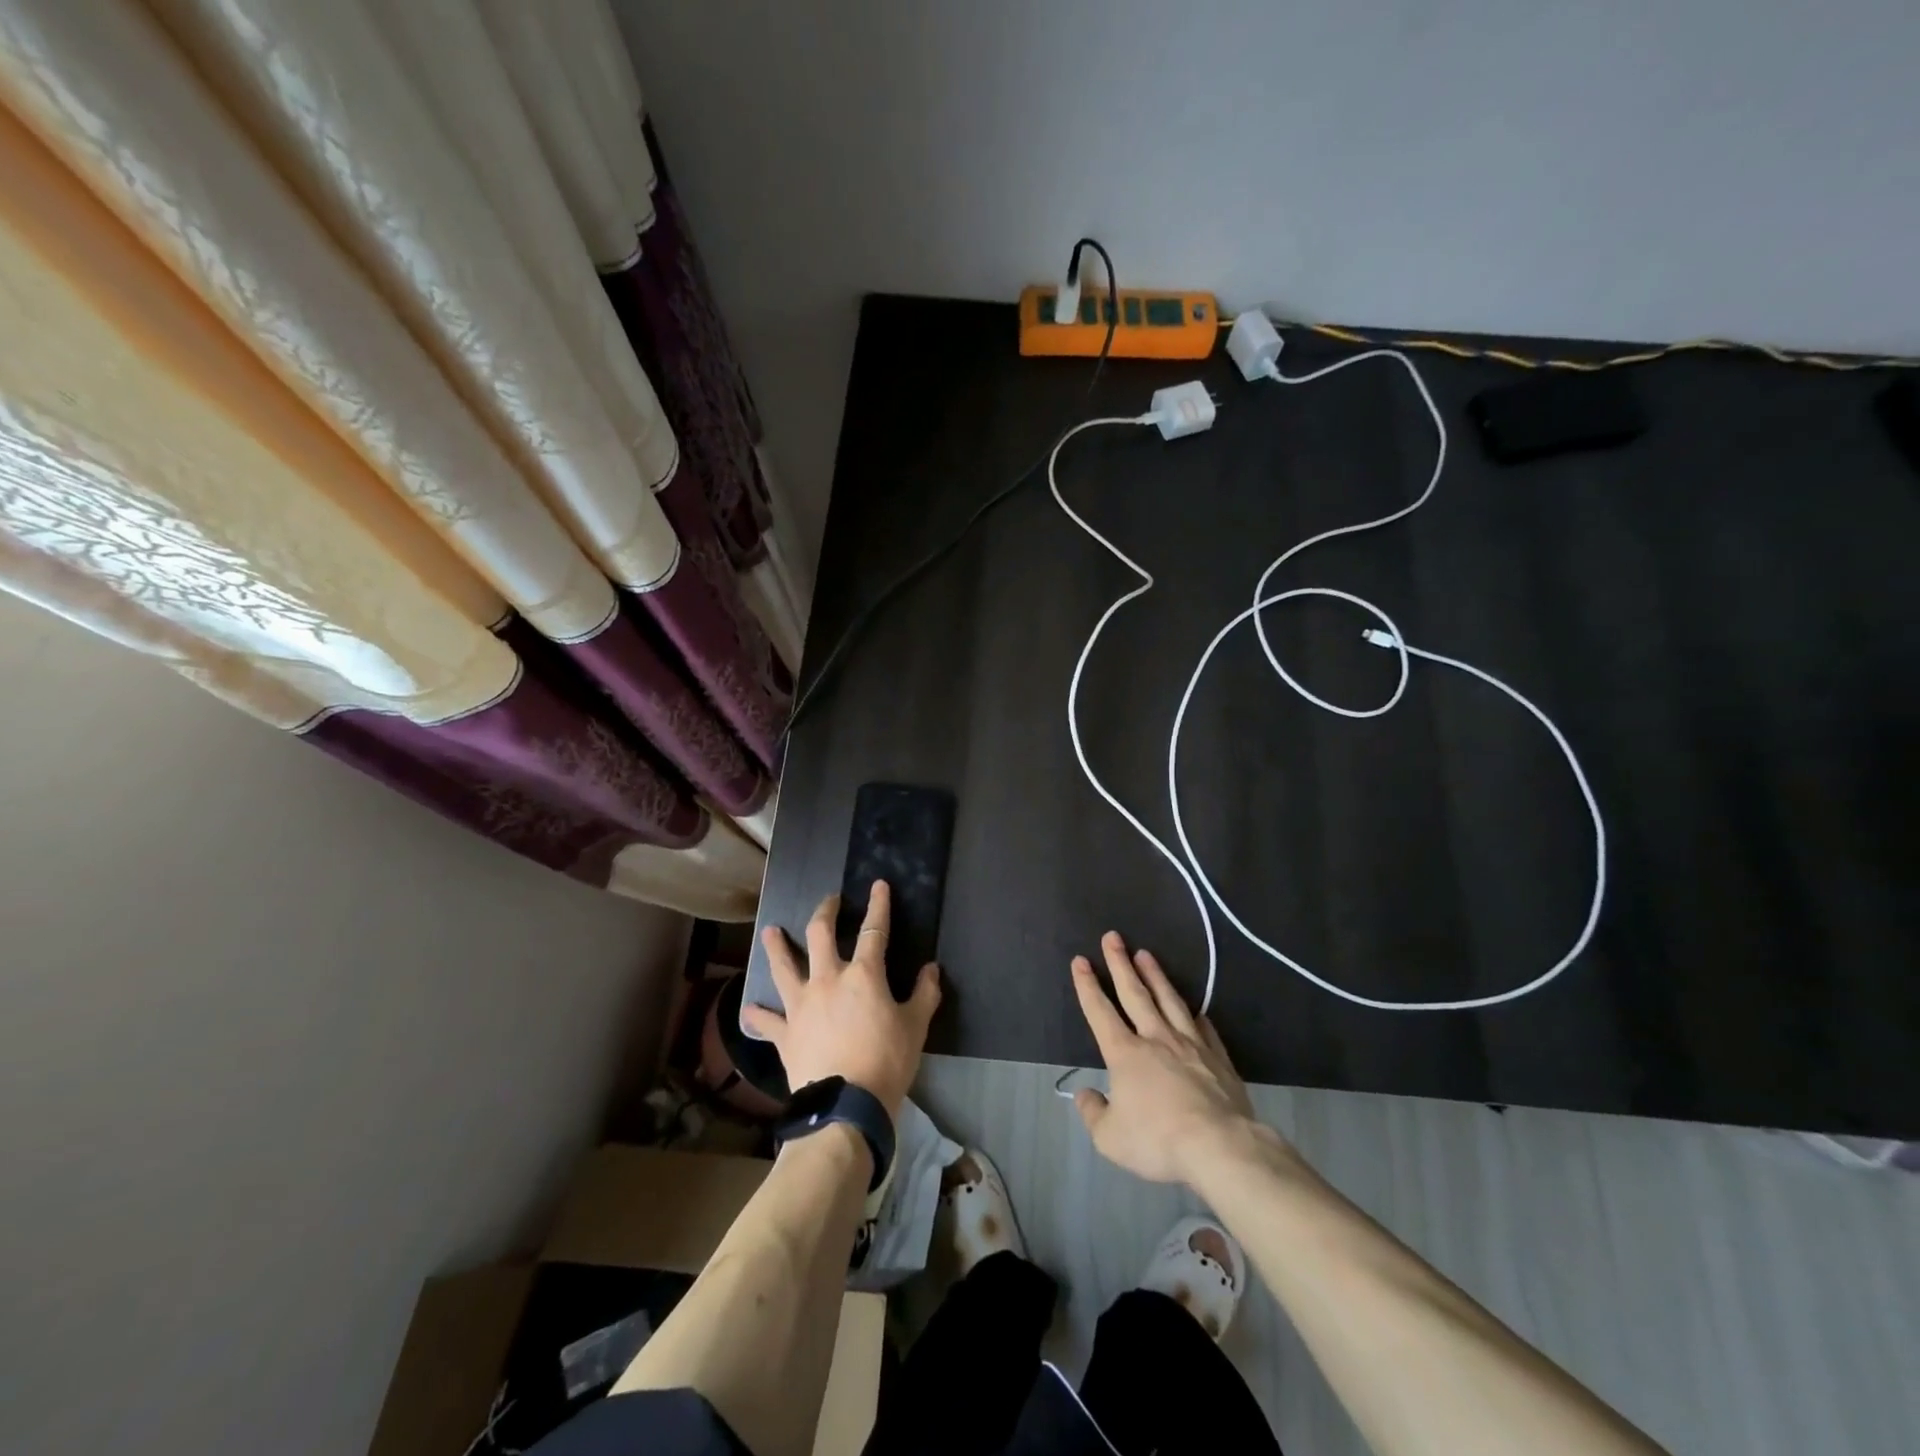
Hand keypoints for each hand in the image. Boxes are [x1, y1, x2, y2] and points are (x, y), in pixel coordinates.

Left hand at [745, 881, 939, 1116]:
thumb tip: (931, 969)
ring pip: (783, 966)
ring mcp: (801, 1004)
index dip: (878, 905)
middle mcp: (827, 979)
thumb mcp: (915, 1027)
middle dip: (825, 911)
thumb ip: (924, 994)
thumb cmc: (887, 1062)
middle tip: (829, 901)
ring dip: (776, 947)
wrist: (846, 1106)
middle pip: (820, 934)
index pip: (874, 930)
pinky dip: (758, 1014)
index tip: (878, 885)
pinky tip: (749, 1008)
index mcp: (863, 975)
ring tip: (770, 931)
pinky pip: (767, 1020)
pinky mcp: (784, 1033)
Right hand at [1070, 932, 1272, 1185]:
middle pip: (1134, 993)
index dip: (1087, 985)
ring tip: (1146, 954)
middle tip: (1113, 937)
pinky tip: (1196, 1009)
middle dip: (1120, 963)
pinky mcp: (1217, 1058)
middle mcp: (1156, 1039)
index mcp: (1125, 1054)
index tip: (1081, 960)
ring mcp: (1190, 1045)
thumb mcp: (1110, 1138)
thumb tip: (1085, 1095)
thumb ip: (1093, 1113)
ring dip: (1156, 976)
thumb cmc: (1158, 1140)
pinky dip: (1196, 1016)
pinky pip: (1204, 1029)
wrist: (1220, 1146)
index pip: (1100, 1011)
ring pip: (1169, 1001)